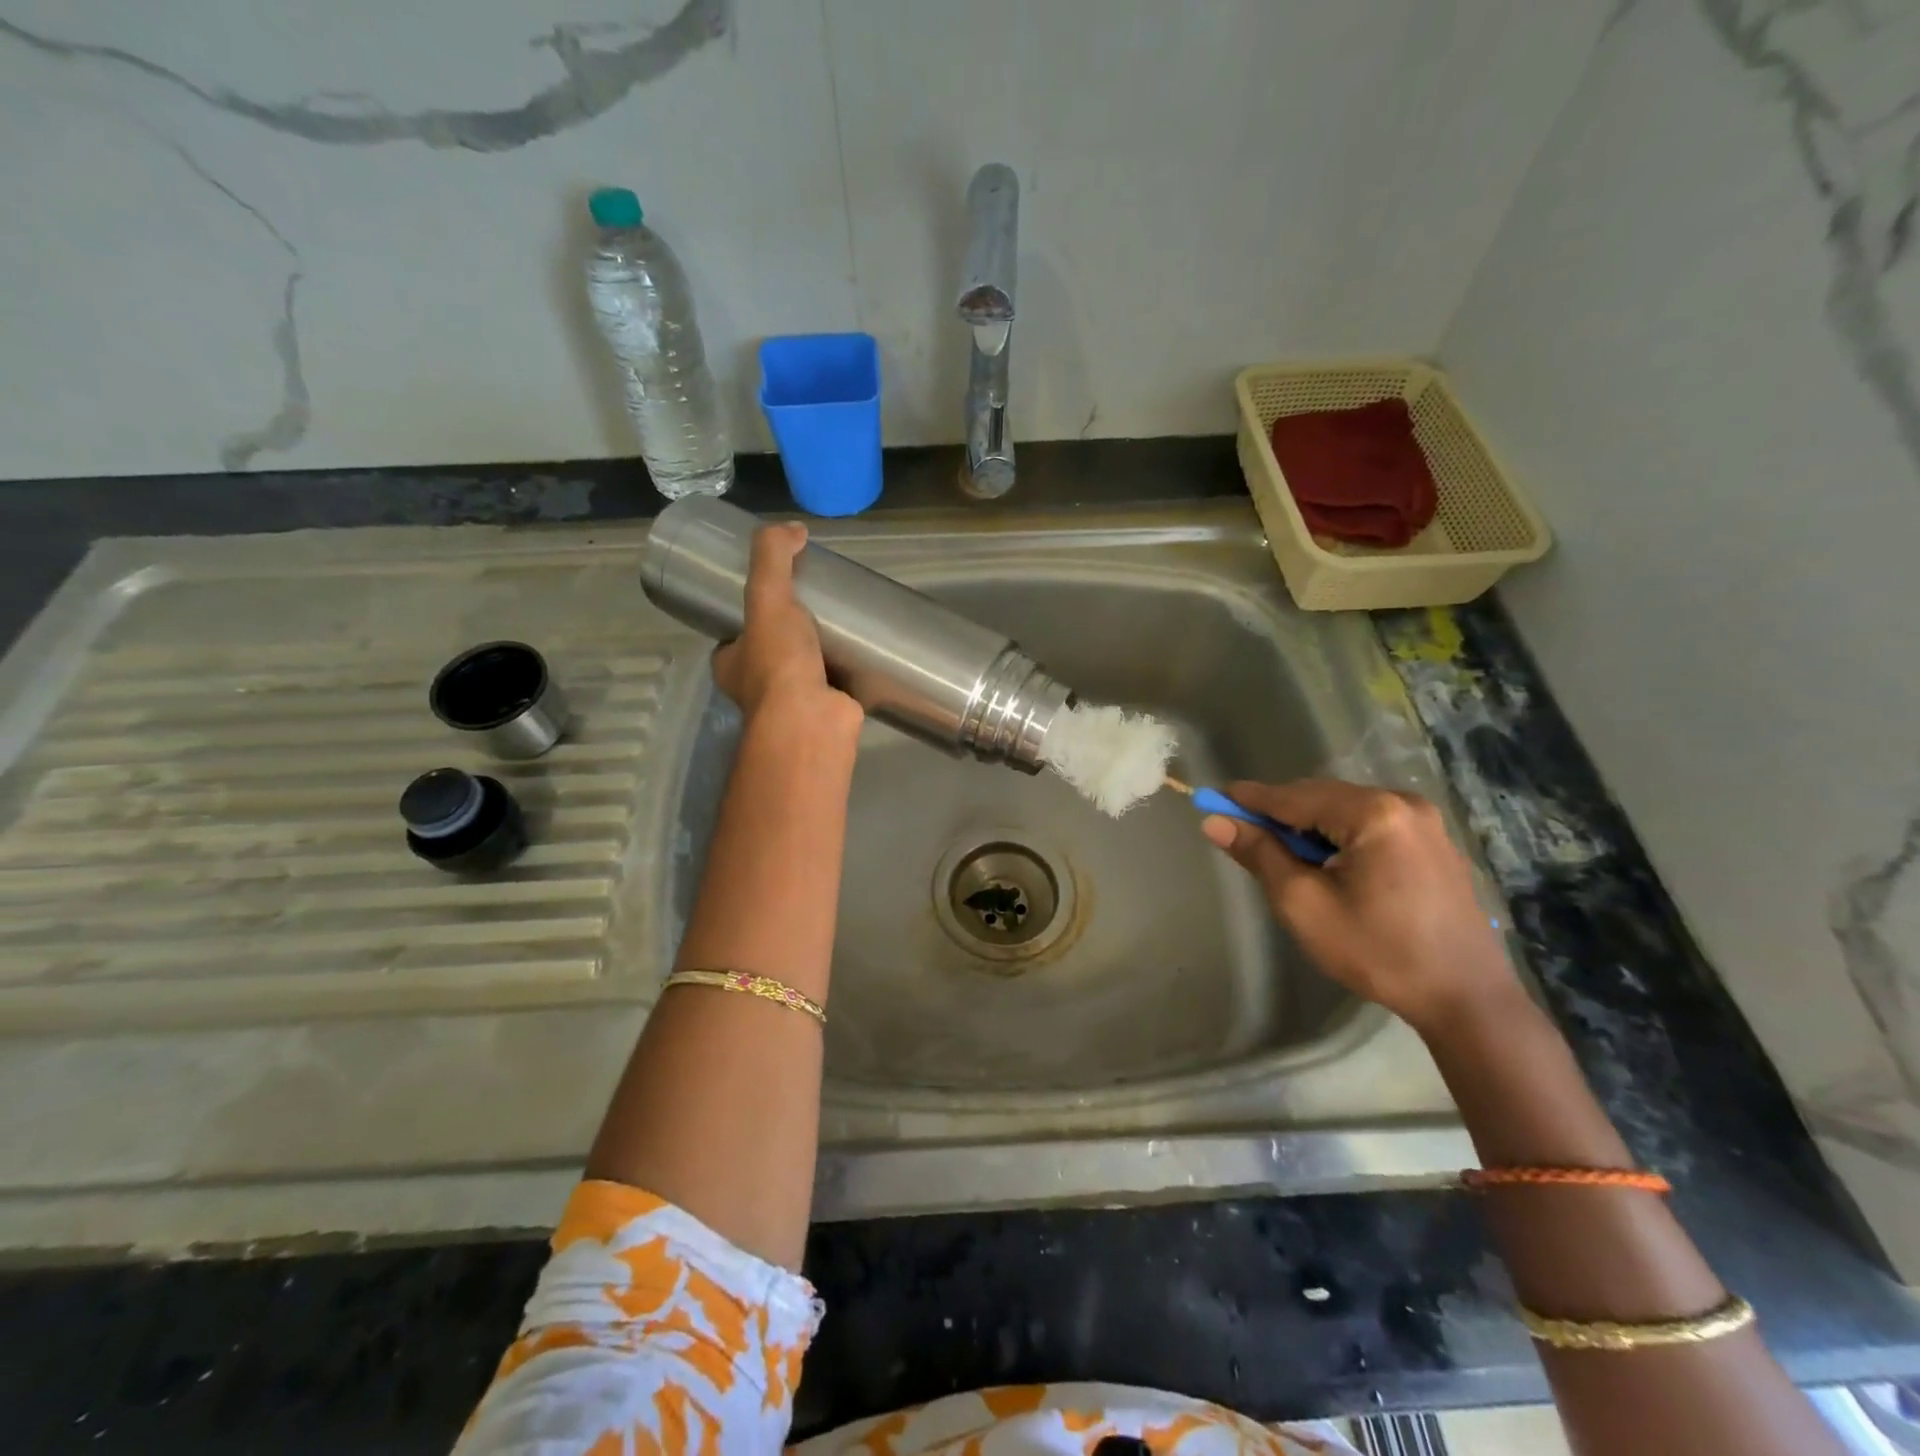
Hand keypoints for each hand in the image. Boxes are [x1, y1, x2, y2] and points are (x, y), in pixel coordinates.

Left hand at [711, 522, 860, 732]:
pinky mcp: (824, 713)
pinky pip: (834, 687)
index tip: (774, 597)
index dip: (749, 618)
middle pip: (770, 653)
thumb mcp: (767, 596)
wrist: (812, 720)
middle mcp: (755, 689)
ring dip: (819, 655)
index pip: (735, 636)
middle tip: (816, 607)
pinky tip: (864, 655)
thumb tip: (794, 528)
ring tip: (844, 625)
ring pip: (803, 672)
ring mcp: (791, 705)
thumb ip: (773, 557)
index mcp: (731, 665)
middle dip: (788, 635)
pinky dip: (846, 674)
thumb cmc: (779, 662)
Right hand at [1201, 779, 1516, 1033]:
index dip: (1249, 800)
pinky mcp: (1433, 840)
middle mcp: (1402, 802)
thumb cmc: (1377, 952)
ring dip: (1309, 826)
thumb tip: (1215, 822)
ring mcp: (1424, 820)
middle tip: (1243, 835)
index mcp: (1373, 813)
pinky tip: (1327, 863)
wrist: (1465, 998)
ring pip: (1344, 809)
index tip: (1211, 799)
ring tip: (1285, 857)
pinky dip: (1338, 834)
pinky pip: (1370, 822)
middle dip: (1280, 814)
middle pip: (1320, 797)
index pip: (1293, 797)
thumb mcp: (1304, 905)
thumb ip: (1260, 855)